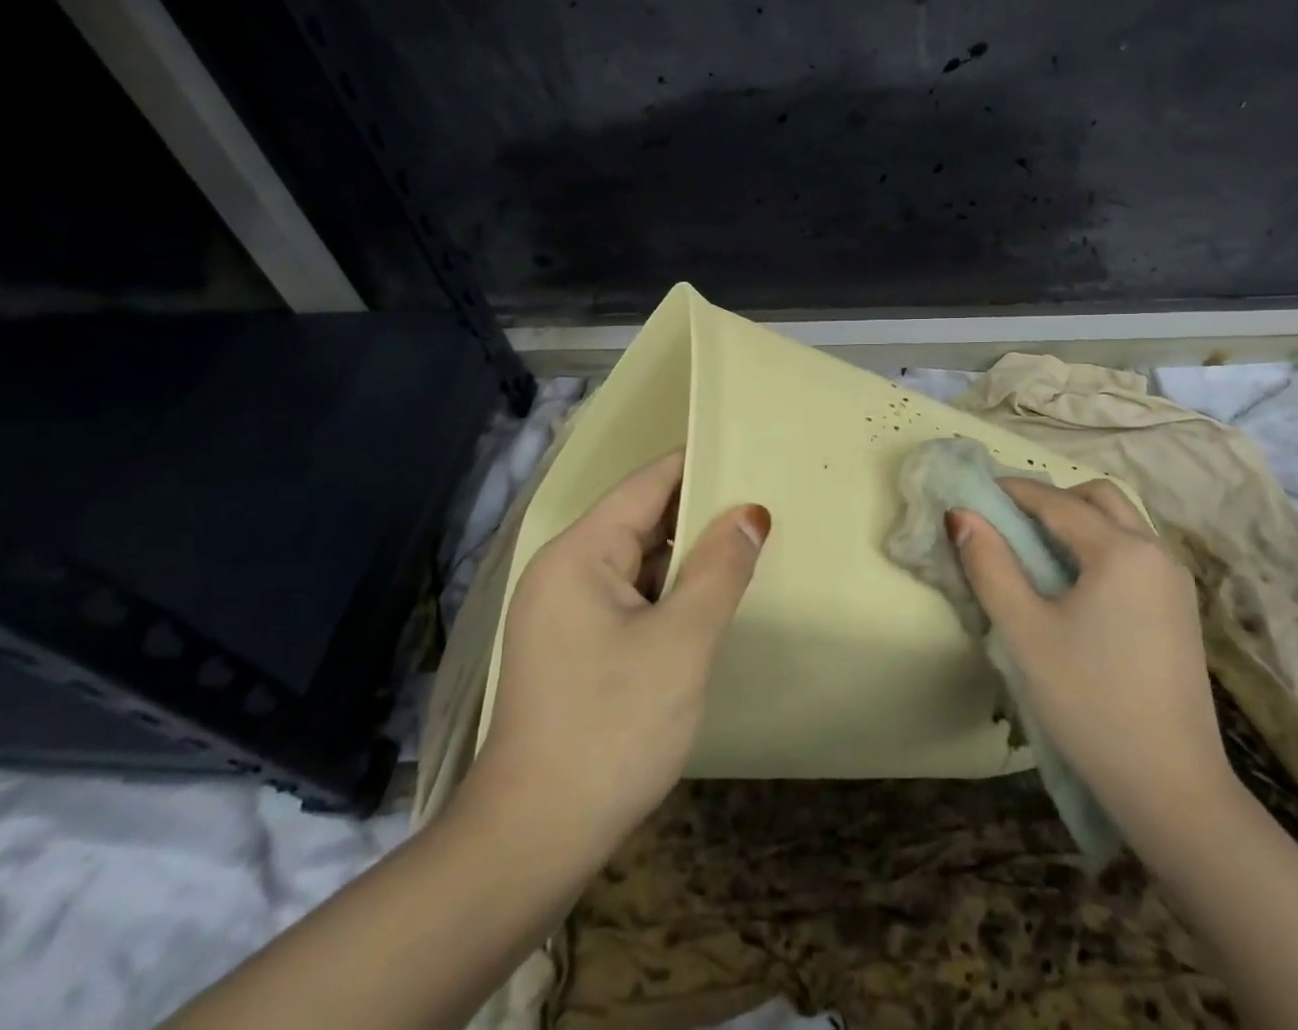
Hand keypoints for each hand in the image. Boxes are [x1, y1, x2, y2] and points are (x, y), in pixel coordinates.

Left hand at [459, 449, 768, 861]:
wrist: (532, 843)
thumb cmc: (611, 728)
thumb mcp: (682, 642)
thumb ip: (720, 569)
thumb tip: (751, 512)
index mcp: (579, 553)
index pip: (647, 484)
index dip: (698, 465)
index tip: (750, 453)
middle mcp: (564, 570)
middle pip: (642, 520)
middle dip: (700, 513)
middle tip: (765, 504)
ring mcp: (564, 612)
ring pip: (638, 562)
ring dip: (687, 558)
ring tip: (749, 546)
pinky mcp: (572, 647)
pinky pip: (630, 598)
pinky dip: (669, 594)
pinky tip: (710, 602)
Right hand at [949, 478, 1230, 840]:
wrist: (1172, 788)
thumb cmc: (1089, 703)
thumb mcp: (1025, 632)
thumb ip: (989, 565)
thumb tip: (961, 515)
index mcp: (1122, 551)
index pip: (1057, 501)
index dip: (1012, 492)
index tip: (975, 493)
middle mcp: (1156, 552)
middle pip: (1099, 498)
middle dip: (1052, 498)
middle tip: (1010, 521)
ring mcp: (1175, 582)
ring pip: (1122, 523)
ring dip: (1079, 520)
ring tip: (1036, 550)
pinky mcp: (1180, 609)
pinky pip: (1135, 552)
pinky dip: (1100, 545)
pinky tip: (1075, 584)